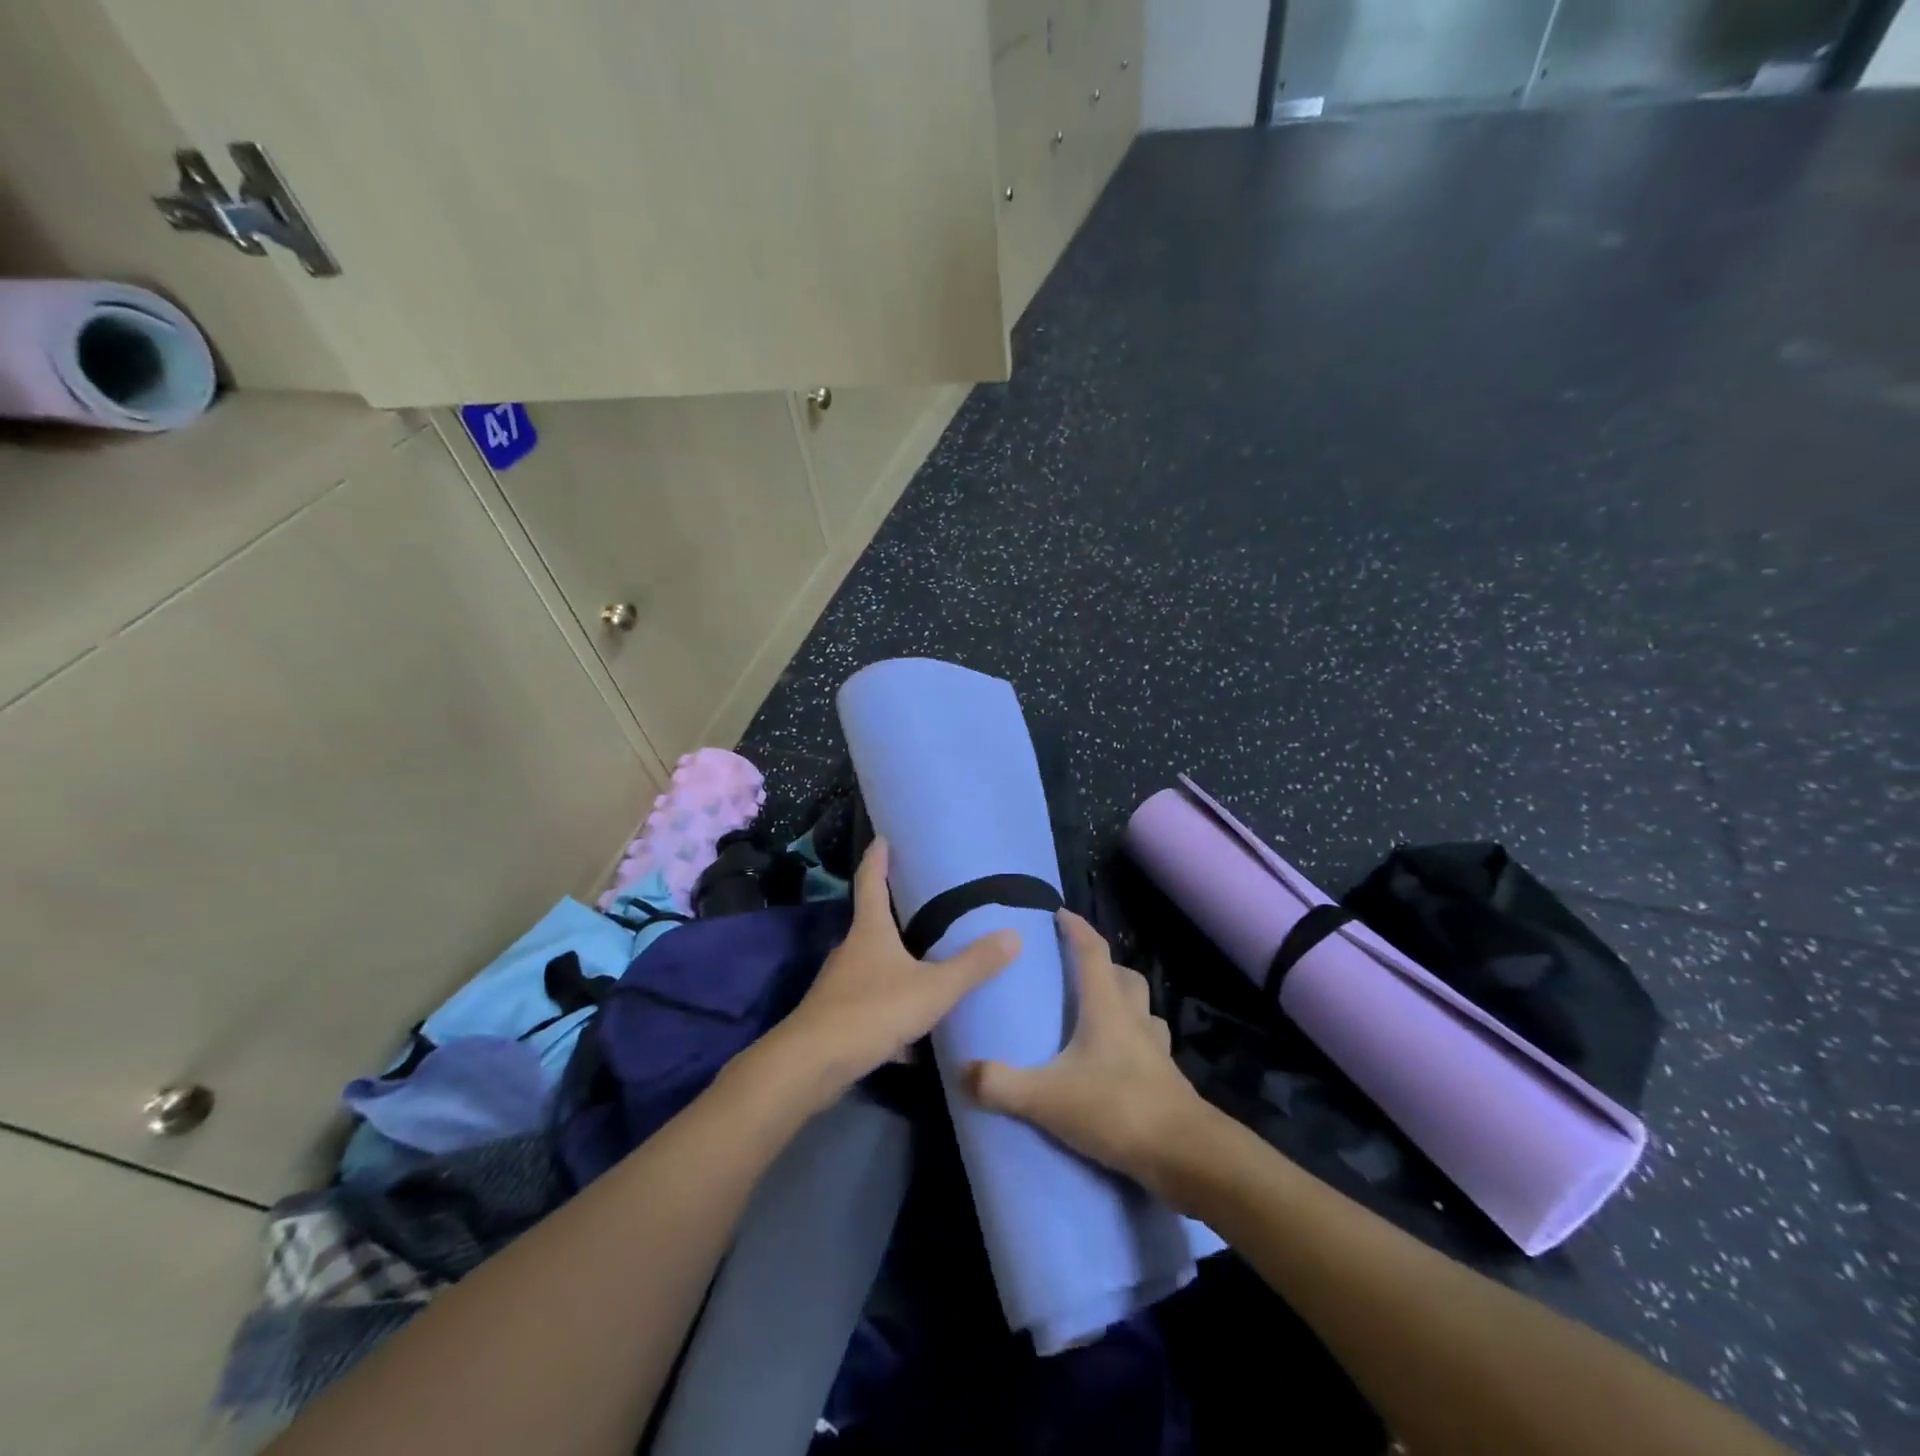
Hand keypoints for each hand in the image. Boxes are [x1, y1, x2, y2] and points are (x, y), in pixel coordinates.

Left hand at [766, 839, 1020, 1098]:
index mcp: (870, 930)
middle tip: (923, 900)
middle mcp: (851, 950)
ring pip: (872, 965)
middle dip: (893, 910)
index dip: (877, 857)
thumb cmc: (873, 1011)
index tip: (883, 837)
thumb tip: (1014, 935)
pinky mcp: (838, 1017)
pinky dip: (892, 1007)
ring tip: (926, 961)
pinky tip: (914, 1031)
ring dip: (895, 961)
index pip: (870, 881)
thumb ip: (972, 966)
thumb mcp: (933, 989)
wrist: (812, 1065)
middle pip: (872, 922)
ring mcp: (840, 984)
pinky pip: (872, 1003)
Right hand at [964, 909, 1208, 1194]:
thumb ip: (1002, 1085)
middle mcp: (1135, 1019)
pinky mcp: (1168, 1080)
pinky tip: (1116, 1064)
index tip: (1060, 913)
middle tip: (1077, 972)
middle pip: (1124, 977)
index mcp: (1107, 1008)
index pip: (1092, 953)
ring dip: (1123, 1004)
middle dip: (1103, 966)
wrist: (1186, 1155)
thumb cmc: (1118, 1109)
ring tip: (1097, 1017)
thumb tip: (963, 1070)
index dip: (1076, 929)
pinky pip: (1149, 1046)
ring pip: (1142, 1010)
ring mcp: (1156, 1050)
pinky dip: (1133, 1043)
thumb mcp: (1048, 1098)